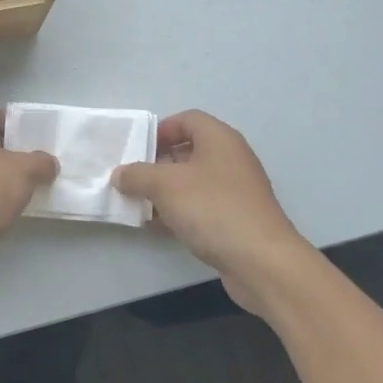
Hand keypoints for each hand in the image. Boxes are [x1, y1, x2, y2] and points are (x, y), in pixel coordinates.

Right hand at [113, 111, 308, 315]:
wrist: (262, 262)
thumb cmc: (213, 209)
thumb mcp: (165, 185)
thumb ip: (137, 175)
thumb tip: (120, 174)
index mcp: (219, 139)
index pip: (187, 119)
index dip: (160, 129)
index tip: (137, 149)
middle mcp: (230, 159)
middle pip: (188, 151)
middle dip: (156, 164)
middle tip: (131, 178)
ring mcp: (235, 191)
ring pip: (192, 182)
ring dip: (164, 192)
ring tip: (137, 204)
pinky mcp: (235, 220)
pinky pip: (200, 207)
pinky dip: (178, 212)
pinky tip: (156, 228)